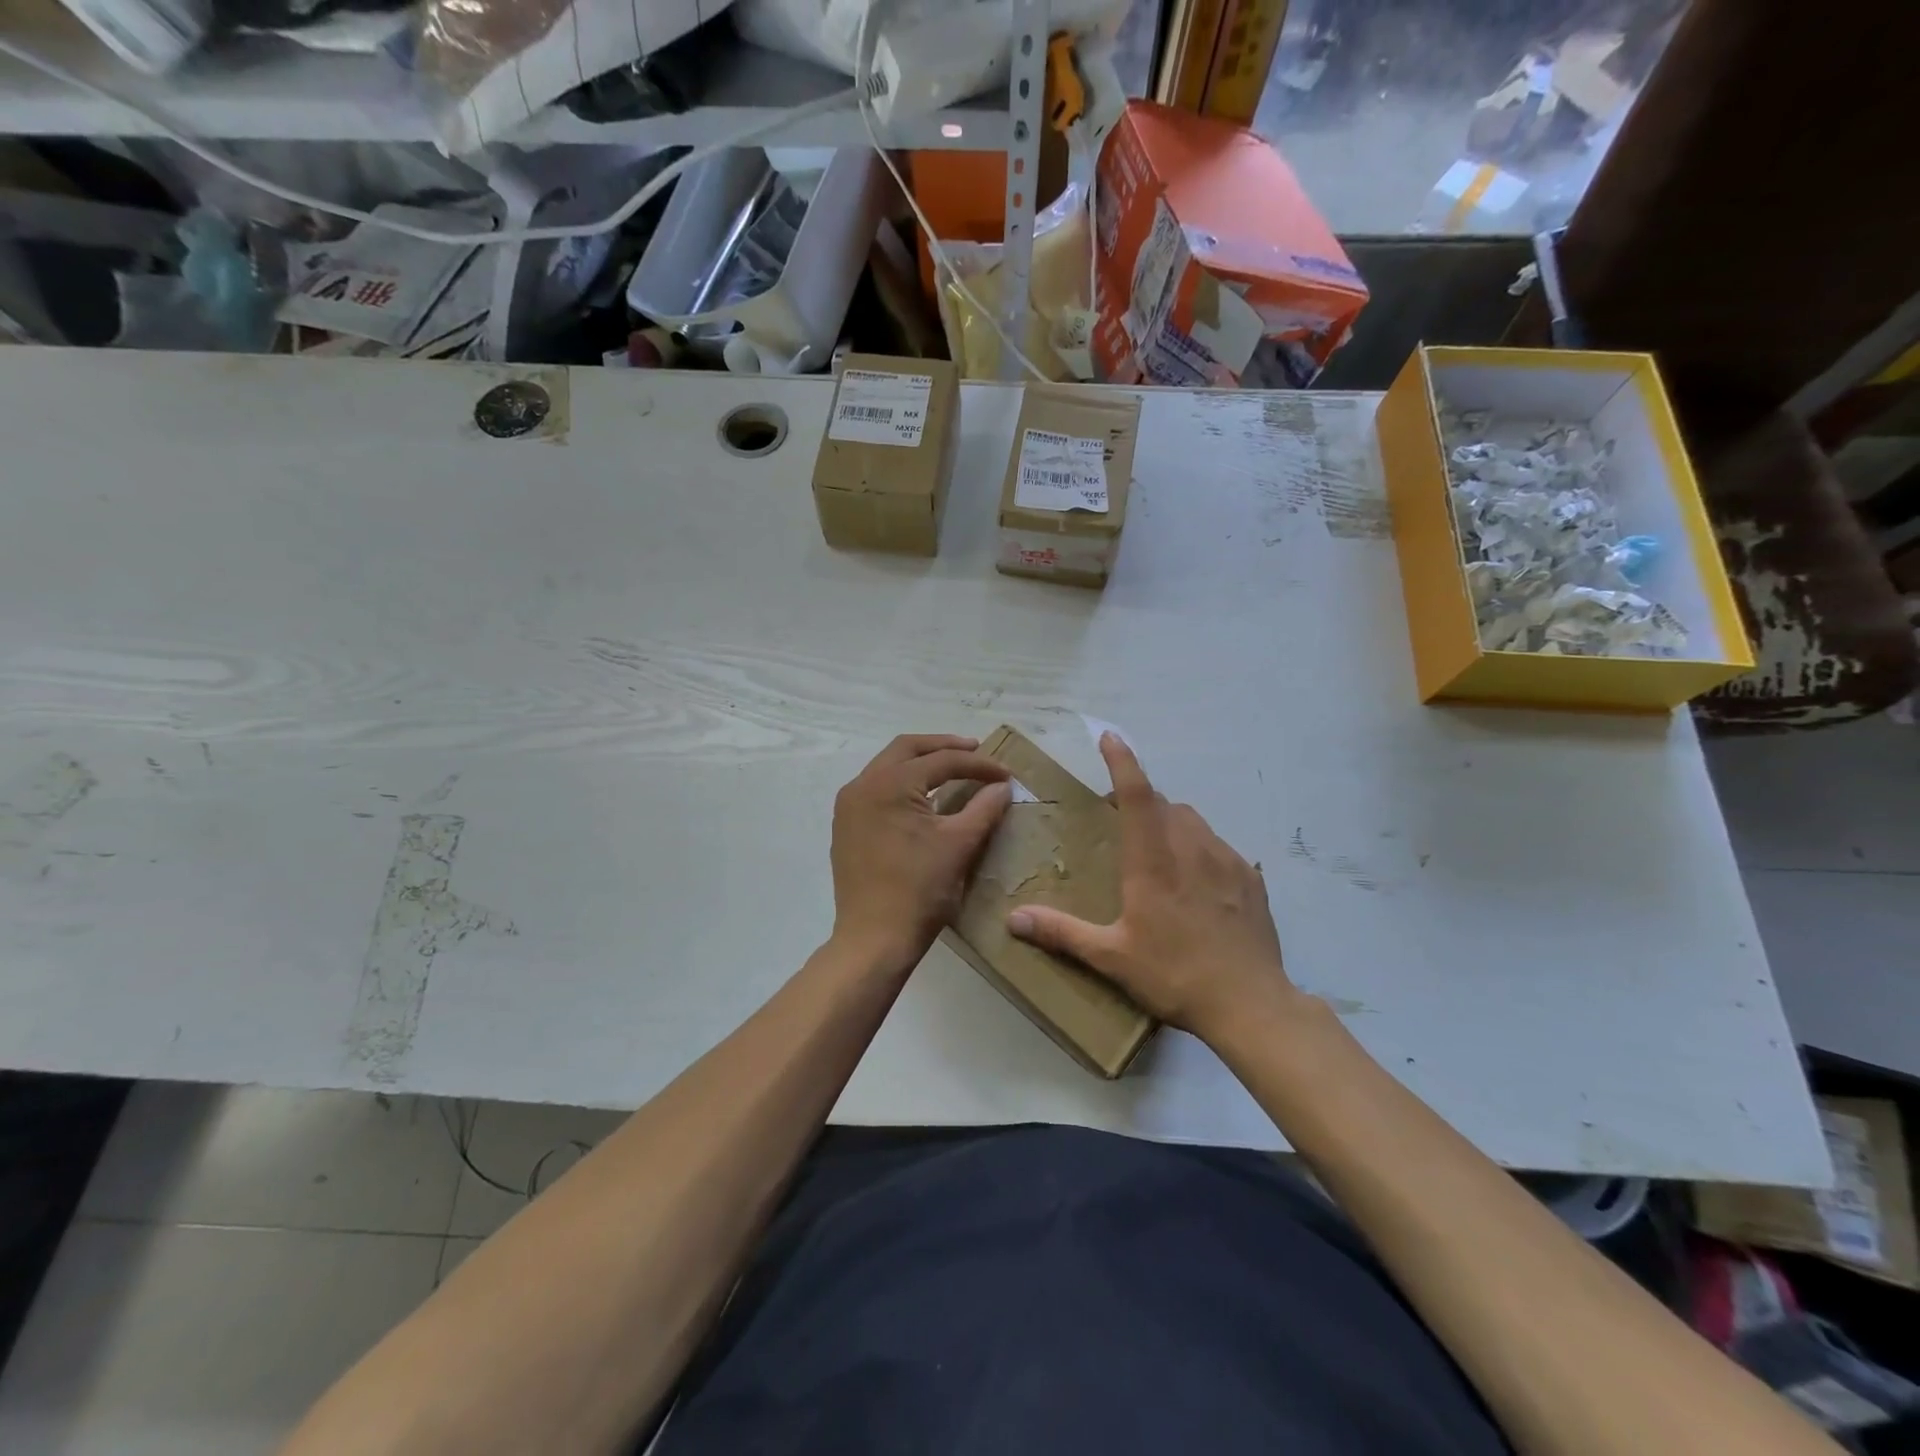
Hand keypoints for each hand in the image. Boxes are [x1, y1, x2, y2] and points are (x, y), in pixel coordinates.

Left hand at [830, 734, 1012, 970]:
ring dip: (921, 762)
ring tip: (953, 768)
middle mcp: (862, 785)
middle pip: (907, 749)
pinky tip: (924, 797)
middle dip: (944, 747)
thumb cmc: (919, 890)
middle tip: (975, 752)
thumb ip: (984, 808)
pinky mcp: (846, 826)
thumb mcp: (960, 845)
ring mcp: (849, 806)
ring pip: (888, 766)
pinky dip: (903, 783)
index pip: (941, 761)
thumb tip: (1002, 787)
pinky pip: (877, 789)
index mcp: (889, 784)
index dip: (978, 765)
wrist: (874, 939)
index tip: (1006, 775)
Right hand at [1007, 734, 1296, 1041]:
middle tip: (1121, 827)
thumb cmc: (1174, 975)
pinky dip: (1201, 850)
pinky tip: (1198, 885)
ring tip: (1160, 855)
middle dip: (1141, 804)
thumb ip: (1062, 933)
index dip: (1122, 762)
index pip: (1137, 795)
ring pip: (1194, 822)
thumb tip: (1013, 919)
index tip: (1110, 737)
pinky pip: (1219, 847)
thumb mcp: (1111, 958)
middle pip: (1165, 805)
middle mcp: (1191, 848)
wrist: (1250, 1004)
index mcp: (1153, 860)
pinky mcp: (1251, 879)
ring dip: (1172, 825)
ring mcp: (1227, 861)